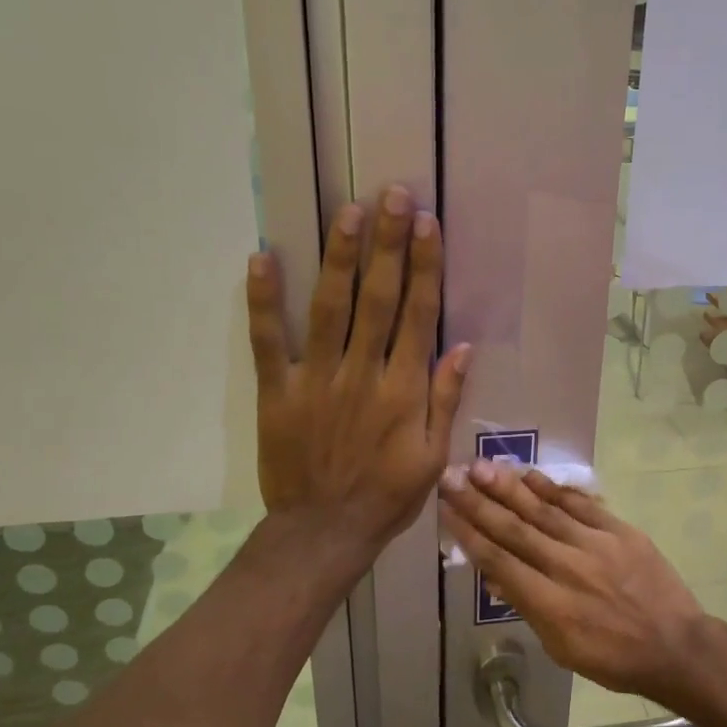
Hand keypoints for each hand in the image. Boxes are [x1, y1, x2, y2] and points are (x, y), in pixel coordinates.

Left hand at [247, 185, 470, 558]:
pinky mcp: (277, 392)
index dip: (424, 267)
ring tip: (349, 211)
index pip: (417, 316)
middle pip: (377, 299)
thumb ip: (445, 400)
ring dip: (340, 258)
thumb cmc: (386, 496)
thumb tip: (463, 346)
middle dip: (387, 244)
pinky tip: (263, 258)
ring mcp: (315, 380)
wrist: (325, 532)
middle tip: (392, 195)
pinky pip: (268, 341)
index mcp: (402, 391)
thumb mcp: (432, 457)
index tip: (427, 224)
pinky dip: (264, 301)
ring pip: (330, 309)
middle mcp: (362, 374)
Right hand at [438, 462, 708, 701]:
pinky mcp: (619, 531)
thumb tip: (496, 578)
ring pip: (544, 510)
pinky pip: (581, 505)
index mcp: (550, 604)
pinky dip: (554, 489)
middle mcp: (567, 567)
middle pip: (514, 529)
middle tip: (452, 476)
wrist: (675, 646)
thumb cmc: (613, 658)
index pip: (499, 560)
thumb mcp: (561, 648)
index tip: (446, 509)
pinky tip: (530, 476)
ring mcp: (595, 545)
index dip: (469, 533)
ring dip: (509, 487)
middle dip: (478, 502)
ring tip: (482, 466)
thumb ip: (528, 609)